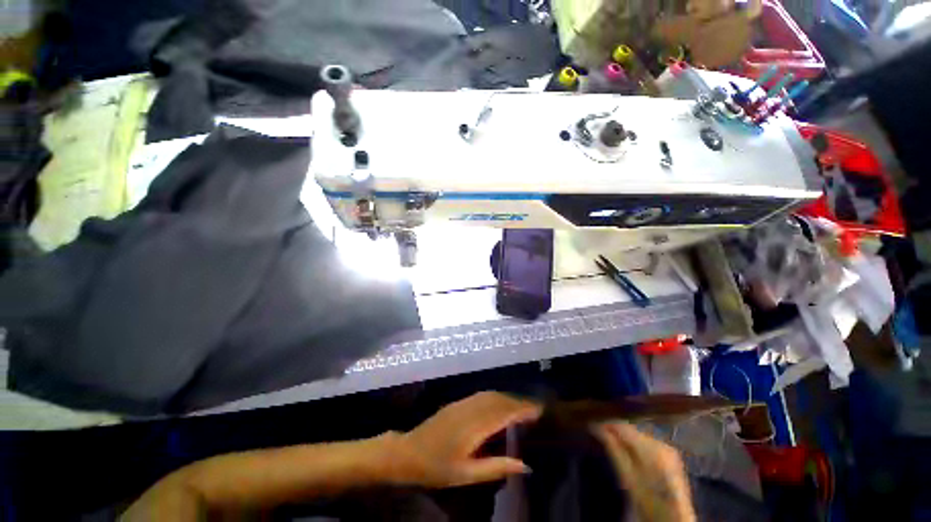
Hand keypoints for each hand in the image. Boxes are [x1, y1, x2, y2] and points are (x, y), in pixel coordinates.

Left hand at [395, 391, 540, 487]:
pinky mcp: (457, 403)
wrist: (408, 452)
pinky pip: (481, 395)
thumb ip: (496, 467)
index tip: (539, 410)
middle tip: (535, 409)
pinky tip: (499, 404)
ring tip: (521, 406)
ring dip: (507, 398)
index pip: (504, 413)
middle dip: (518, 402)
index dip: (522, 410)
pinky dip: (495, 397)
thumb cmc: (436, 468)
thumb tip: (525, 465)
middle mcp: (470, 409)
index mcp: (474, 426)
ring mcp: (462, 403)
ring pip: (490, 395)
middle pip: (499, 400)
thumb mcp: (466, 474)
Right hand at [594, 422, 695, 521]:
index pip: (624, 426)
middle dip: (616, 429)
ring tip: (611, 439)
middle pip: (632, 429)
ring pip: (639, 434)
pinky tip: (629, 448)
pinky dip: (636, 442)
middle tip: (600, 431)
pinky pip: (648, 441)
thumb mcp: (627, 477)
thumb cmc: (648, 501)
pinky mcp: (671, 453)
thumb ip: (613, 449)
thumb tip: (596, 427)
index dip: (607, 423)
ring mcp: (668, 447)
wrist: (673, 519)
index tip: (593, 422)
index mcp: (651, 449)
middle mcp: (661, 442)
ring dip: (626, 436)